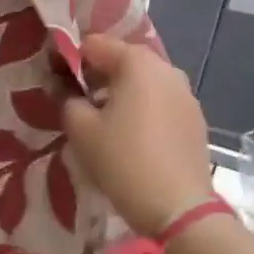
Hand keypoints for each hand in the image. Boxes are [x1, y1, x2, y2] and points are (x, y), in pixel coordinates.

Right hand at [61, 36, 213, 236]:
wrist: (180, 209)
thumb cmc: (124, 161)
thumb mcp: (81, 130)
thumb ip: (67, 99)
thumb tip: (65, 89)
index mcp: (137, 62)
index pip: (95, 44)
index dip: (71, 60)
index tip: (57, 83)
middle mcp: (166, 68)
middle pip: (122, 60)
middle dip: (98, 76)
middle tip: (78, 103)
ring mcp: (186, 94)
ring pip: (144, 82)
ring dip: (121, 94)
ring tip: (103, 122)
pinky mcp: (195, 119)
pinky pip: (161, 102)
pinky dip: (143, 109)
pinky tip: (132, 137)